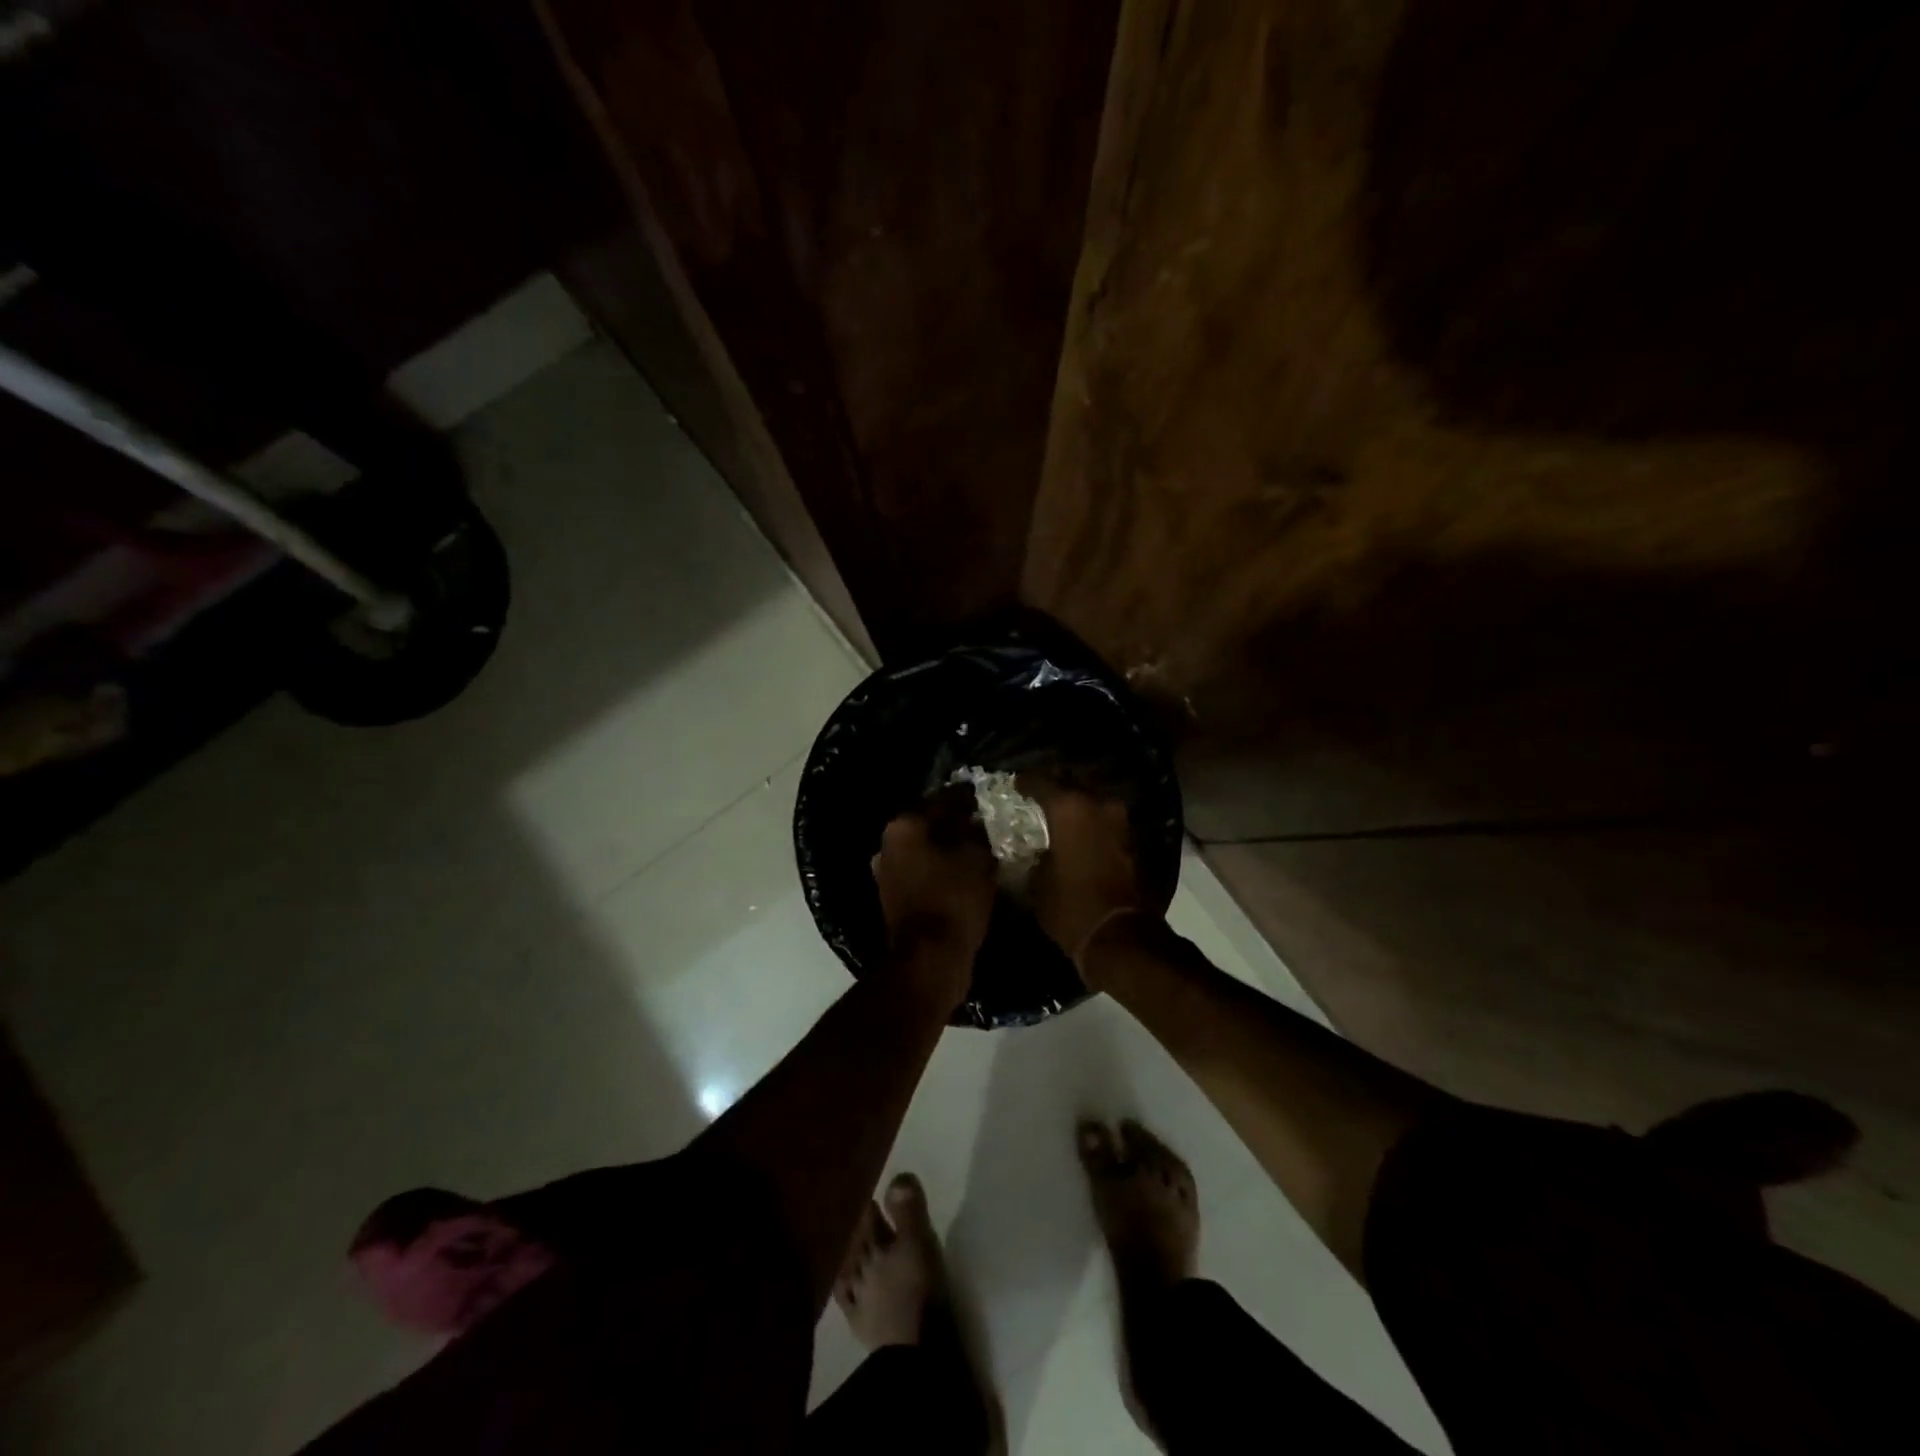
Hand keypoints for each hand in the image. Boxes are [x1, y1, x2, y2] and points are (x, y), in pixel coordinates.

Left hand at [870, 796, 995, 1001]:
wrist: (930, 959)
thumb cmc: (954, 900)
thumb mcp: (978, 858)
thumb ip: (978, 832)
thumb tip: (978, 820)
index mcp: (904, 826)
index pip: (942, 800)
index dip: (968, 800)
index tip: (988, 801)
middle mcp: (887, 844)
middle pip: (929, 825)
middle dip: (956, 825)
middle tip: (986, 826)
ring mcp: (886, 873)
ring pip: (925, 850)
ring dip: (948, 850)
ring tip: (980, 851)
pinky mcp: (893, 898)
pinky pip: (922, 873)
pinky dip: (941, 870)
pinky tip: (965, 874)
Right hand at [1021, 779, 1157, 981]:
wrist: (1118, 935)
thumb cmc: (1070, 906)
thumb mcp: (1036, 881)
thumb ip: (1031, 853)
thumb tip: (1031, 846)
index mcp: (1069, 807)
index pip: (1040, 780)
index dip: (1024, 782)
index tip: (1013, 785)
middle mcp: (1097, 803)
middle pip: (1071, 781)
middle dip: (1054, 786)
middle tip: (1036, 796)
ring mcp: (1118, 819)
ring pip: (1091, 797)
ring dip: (1075, 802)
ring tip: (1056, 813)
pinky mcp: (1130, 837)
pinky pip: (1103, 817)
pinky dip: (1089, 819)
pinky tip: (1075, 831)